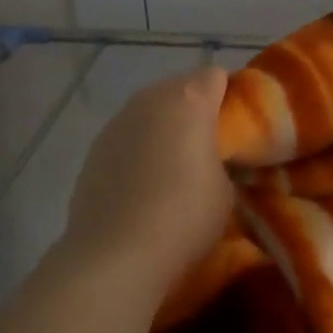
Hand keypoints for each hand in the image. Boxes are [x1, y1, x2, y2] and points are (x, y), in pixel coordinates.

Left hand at [61, 67, 235, 296]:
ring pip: (151, 111)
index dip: (230, 96)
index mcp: (190, 99)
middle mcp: (151, 99)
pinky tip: (143, 183)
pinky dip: (139, 148)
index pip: (217, 76)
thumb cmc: (184, 216)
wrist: (115, 256)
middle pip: (181, 87)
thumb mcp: (226, 189)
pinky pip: (127, 136)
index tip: (238, 124)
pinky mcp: (94, 149)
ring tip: (173, 165)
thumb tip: (209, 158)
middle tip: (209, 144)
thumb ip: (222, 159)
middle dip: (196, 108)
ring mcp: (117, 121)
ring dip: (164, 127)